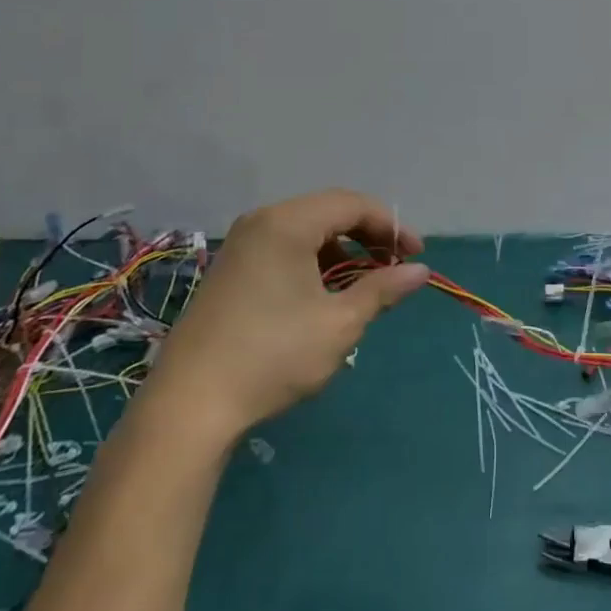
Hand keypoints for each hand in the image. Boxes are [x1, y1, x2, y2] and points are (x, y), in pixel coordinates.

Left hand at [145, 189, 429, 436]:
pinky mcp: (230, 270)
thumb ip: (382, 289)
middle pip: (329, 212)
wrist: (190, 405)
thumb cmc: (273, 355)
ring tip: (363, 284)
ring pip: (306, 231)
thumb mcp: (340, 323)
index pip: (352, 205)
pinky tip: (324, 295)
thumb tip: (421, 271)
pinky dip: (314, 262)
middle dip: (367, 236)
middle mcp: (262, 222)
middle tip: (393, 267)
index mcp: (288, 223)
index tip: (414, 256)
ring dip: (342, 250)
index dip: (390, 226)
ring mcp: (241, 245)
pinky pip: (284, 248)